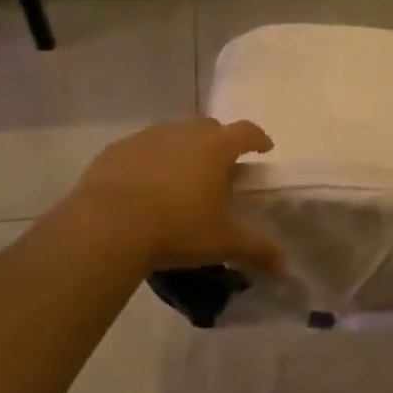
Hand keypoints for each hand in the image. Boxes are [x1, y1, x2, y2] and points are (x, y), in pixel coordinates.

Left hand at [68, 119, 283, 274]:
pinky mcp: (116, 150)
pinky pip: (140, 149)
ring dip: (182, 150)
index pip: (246, 132)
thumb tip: (285, 265)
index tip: (263, 149)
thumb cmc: (177, 228)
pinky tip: (144, 186)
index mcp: (216, 148)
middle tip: (219, 168)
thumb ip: (257, 249)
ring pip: (173, 134)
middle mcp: (184, 133)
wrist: (108, 225)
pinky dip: (149, 161)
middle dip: (218, 142)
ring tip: (180, 178)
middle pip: (209, 127)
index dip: (258, 139)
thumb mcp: (223, 242)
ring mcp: (147, 137)